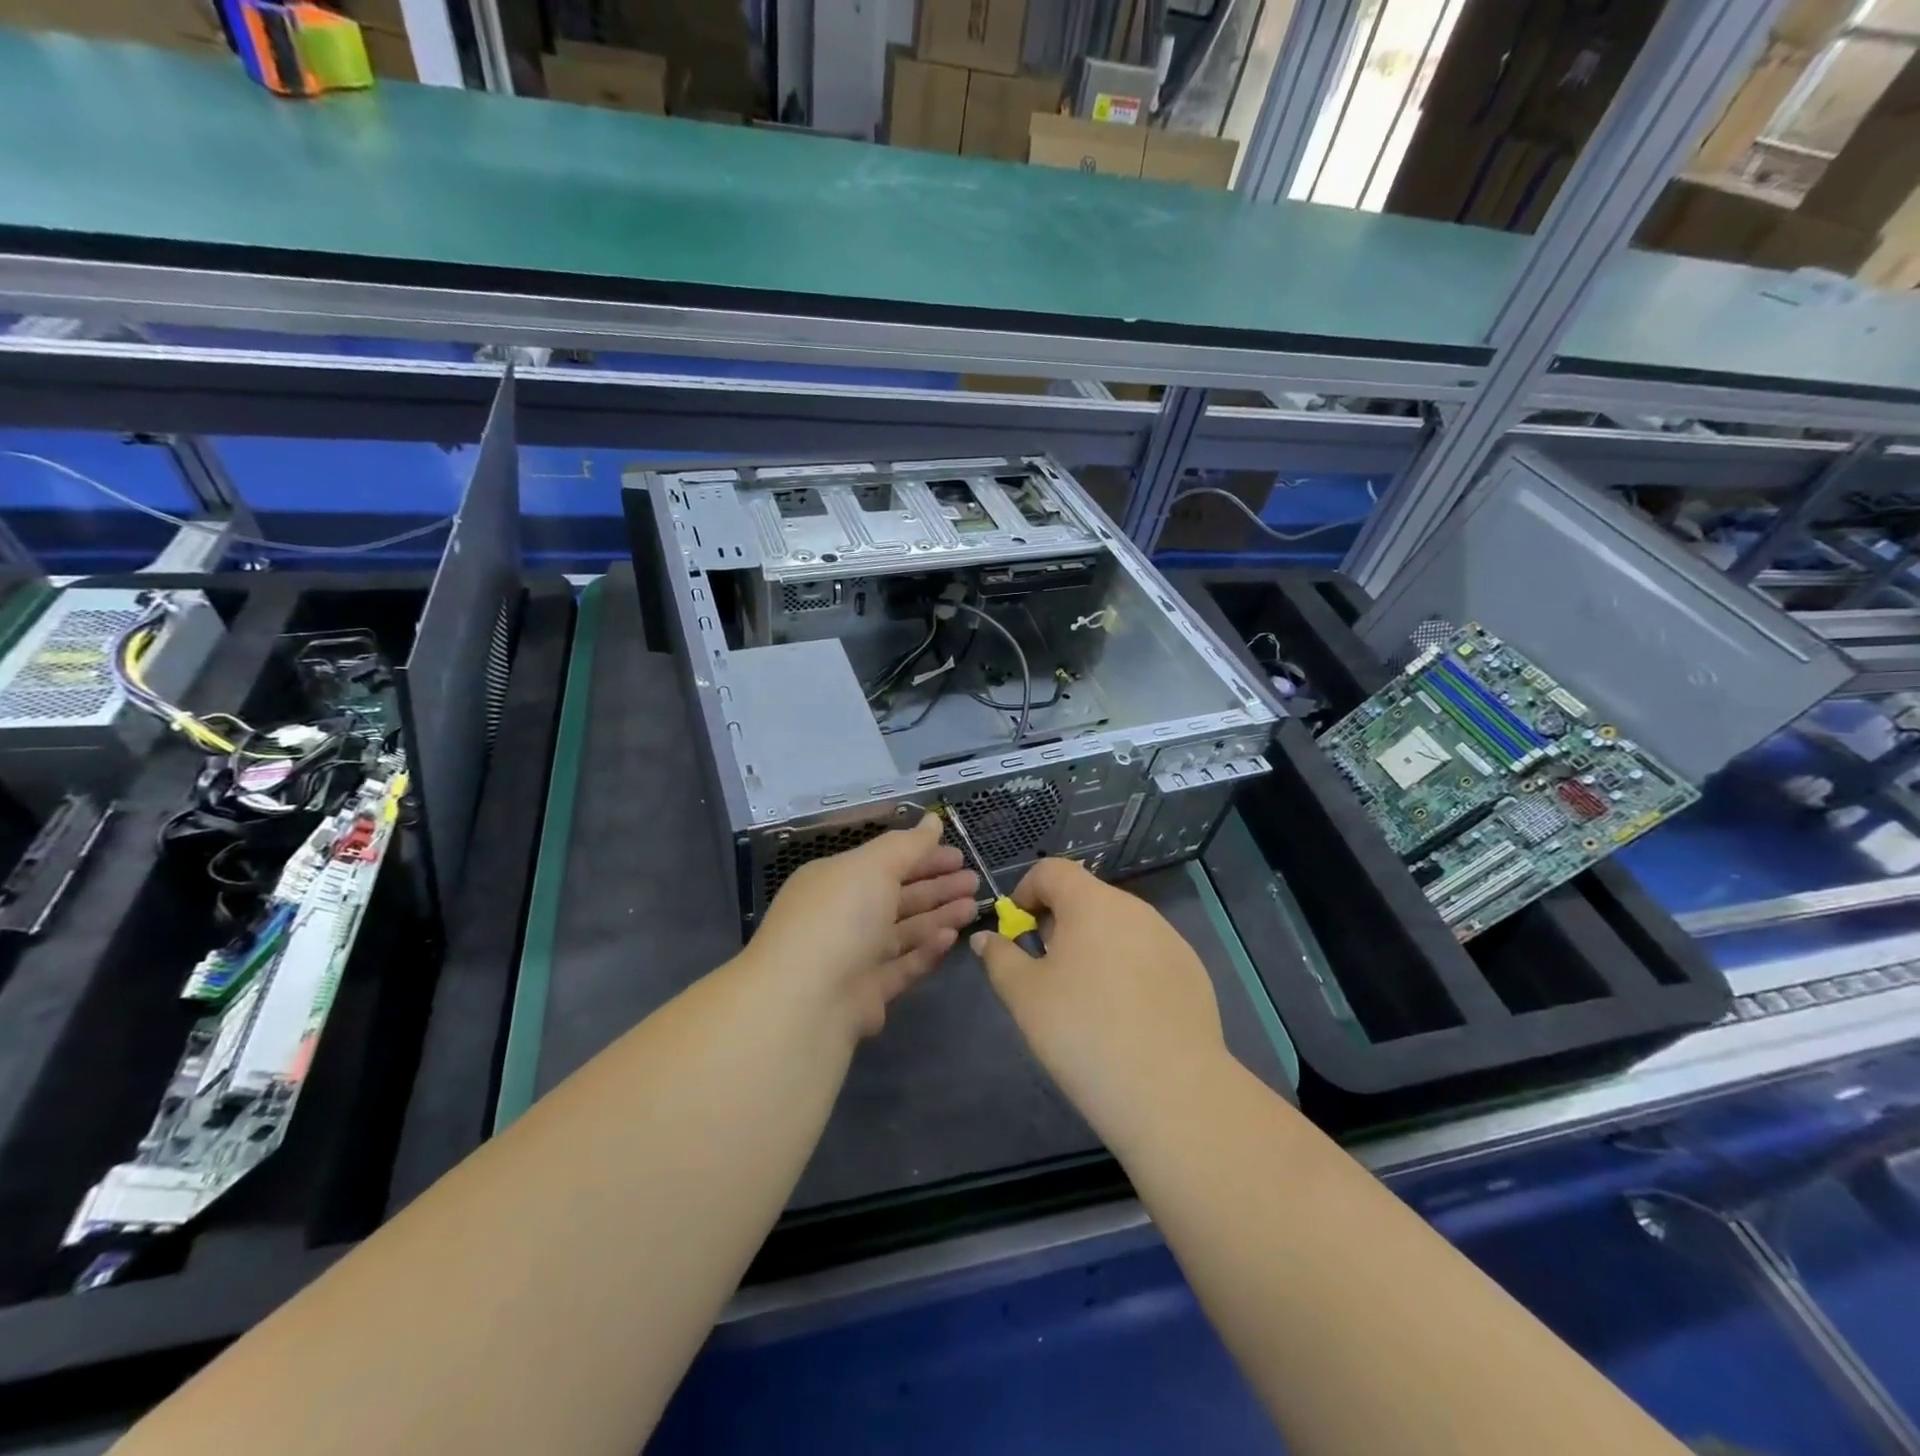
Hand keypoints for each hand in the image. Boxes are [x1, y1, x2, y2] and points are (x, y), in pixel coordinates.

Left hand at [748, 813, 977, 1039]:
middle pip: (896, 896)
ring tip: (973, 908)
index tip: (959, 855)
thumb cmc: (838, 919)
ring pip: (903, 931)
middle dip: (936, 887)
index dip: (922, 856)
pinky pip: (902, 966)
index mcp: (834, 880)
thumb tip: (932, 820)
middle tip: (974, 881)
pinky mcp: (866, 994)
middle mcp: (841, 916)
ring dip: (938, 917)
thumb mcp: (872, 867)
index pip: (884, 862)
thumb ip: (907, 845)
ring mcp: (853, 956)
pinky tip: (950, 939)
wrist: (805, 1004)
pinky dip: (926, 951)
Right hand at [971, 857, 1226, 1149]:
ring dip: (1094, 946)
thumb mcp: (1025, 996)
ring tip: (1086, 999)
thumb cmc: (1083, 1032)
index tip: (1018, 932)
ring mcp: (1170, 939)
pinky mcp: (1192, 972)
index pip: (1052, 870)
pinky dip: (1127, 969)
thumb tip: (986, 939)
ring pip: (1118, 927)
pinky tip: (1125, 1017)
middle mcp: (1135, 909)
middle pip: (1086, 897)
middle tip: (1047, 972)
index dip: (1026, 892)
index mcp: (1091, 903)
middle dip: (1059, 924)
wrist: (1172, 1092)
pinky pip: (1147, 955)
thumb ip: (1001, 958)